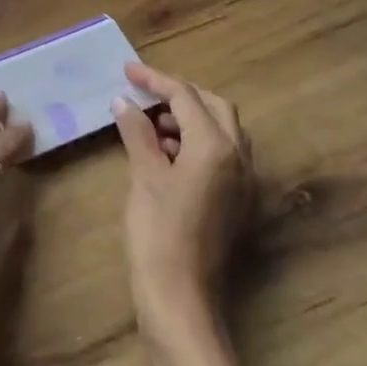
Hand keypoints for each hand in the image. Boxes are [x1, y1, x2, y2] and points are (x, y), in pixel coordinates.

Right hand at [111, 62, 254, 344]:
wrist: (180, 295)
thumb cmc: (157, 232)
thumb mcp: (144, 177)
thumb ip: (137, 133)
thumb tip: (124, 102)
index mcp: (215, 147)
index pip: (186, 97)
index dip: (155, 80)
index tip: (127, 70)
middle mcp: (238, 158)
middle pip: (214, 107)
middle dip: (179, 94)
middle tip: (143, 93)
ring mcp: (242, 181)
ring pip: (221, 131)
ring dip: (189, 118)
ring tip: (149, 123)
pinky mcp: (236, 200)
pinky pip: (221, 154)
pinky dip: (195, 142)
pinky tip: (165, 153)